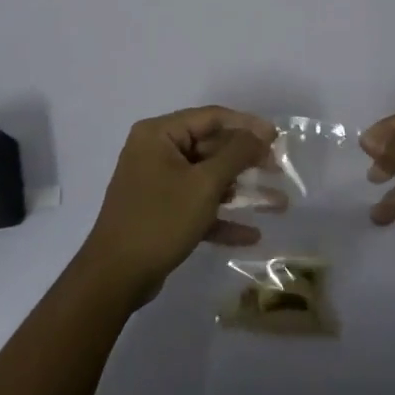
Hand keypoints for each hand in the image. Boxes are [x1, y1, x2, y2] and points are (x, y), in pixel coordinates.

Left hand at [77, 106, 276, 308]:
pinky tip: (251, 234)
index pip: (211, 117)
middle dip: (246, 161)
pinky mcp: (160, 212)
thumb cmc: (160, 220)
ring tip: (278, 203)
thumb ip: (236, 154)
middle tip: (279, 170)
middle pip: (210, 147)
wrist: (115, 277)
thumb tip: (261, 132)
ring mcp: (157, 183)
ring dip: (241, 192)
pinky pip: (196, 205)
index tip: (278, 138)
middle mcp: (155, 152)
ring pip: (207, 179)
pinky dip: (221, 217)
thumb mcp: (204, 184)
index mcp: (159, 135)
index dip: (247, 125)